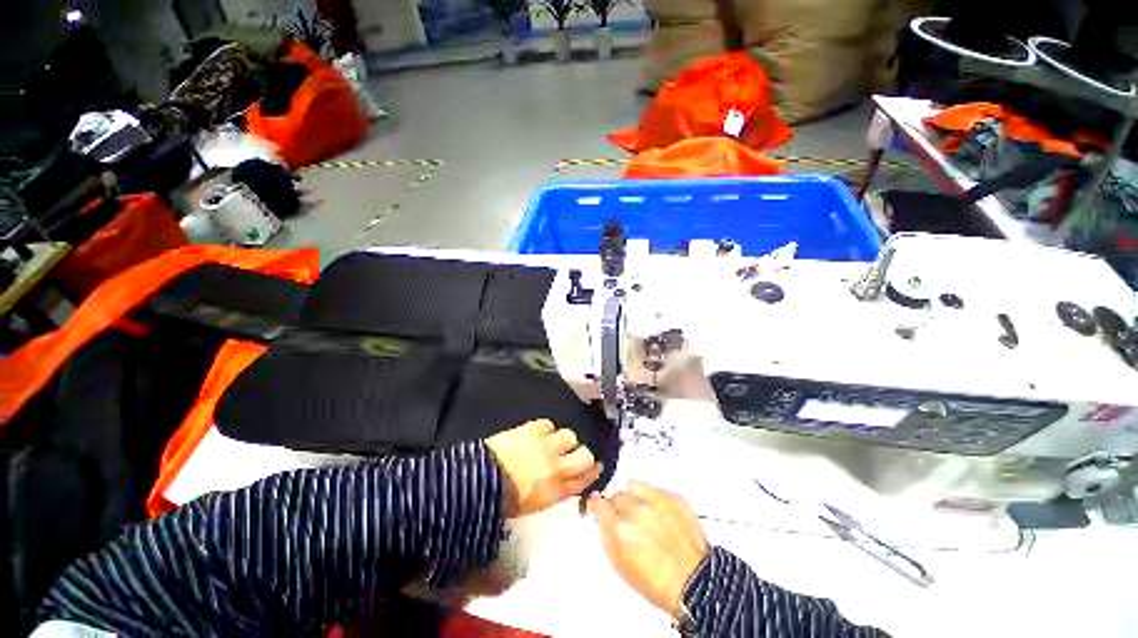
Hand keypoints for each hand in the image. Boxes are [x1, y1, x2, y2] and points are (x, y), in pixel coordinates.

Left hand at [486, 420, 602, 517]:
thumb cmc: (504, 498)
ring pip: (570, 436)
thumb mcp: (534, 504)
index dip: (592, 472)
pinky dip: (546, 429)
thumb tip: (565, 480)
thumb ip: (554, 491)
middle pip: (585, 456)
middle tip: (572, 454)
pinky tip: (538, 434)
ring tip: (552, 442)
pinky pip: (549, 424)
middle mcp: (556, 468)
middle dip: (582, 454)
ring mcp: (546, 446)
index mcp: (555, 491)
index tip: (595, 467)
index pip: (584, 480)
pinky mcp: (533, 430)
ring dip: (563, 440)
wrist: (480, 479)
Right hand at [587, 481, 708, 620]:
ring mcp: (656, 501)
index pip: (598, 502)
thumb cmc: (659, 582)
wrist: (694, 583)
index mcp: (619, 528)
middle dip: (619, 507)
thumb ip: (607, 536)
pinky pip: (655, 489)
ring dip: (635, 497)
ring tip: (643, 513)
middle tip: (628, 520)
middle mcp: (636, 510)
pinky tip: (660, 515)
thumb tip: (603, 521)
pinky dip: (654, 498)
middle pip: (617, 495)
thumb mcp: (620, 565)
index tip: (599, 507)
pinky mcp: (673, 498)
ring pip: (634, 486)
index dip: (597, 506)